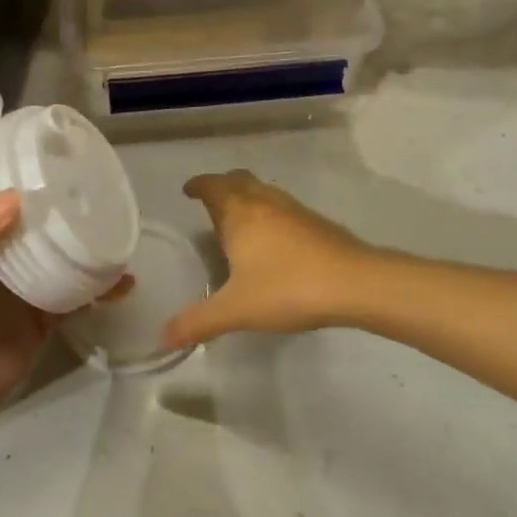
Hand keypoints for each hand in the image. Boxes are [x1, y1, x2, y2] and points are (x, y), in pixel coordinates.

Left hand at [0, 192, 129, 425]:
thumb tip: (17, 196)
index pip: (13, 203)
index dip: (36, 186)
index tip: (69, 171)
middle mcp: (9, 258)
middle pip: (46, 229)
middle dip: (72, 215)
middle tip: (106, 198)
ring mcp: (31, 288)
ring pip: (67, 260)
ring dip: (92, 249)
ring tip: (121, 235)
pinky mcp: (47, 318)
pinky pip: (79, 297)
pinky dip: (101, 289)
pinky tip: (124, 283)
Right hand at [164, 171, 379, 349]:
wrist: (354, 282)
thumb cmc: (288, 288)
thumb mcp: (236, 309)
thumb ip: (198, 321)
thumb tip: (162, 336)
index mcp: (240, 213)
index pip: (213, 186)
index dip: (198, 185)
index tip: (188, 190)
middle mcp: (264, 201)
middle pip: (238, 180)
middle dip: (222, 187)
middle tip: (211, 206)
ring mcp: (293, 209)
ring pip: (262, 191)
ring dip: (246, 198)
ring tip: (239, 223)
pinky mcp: (315, 222)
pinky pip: (281, 207)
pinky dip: (268, 213)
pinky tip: (272, 242)